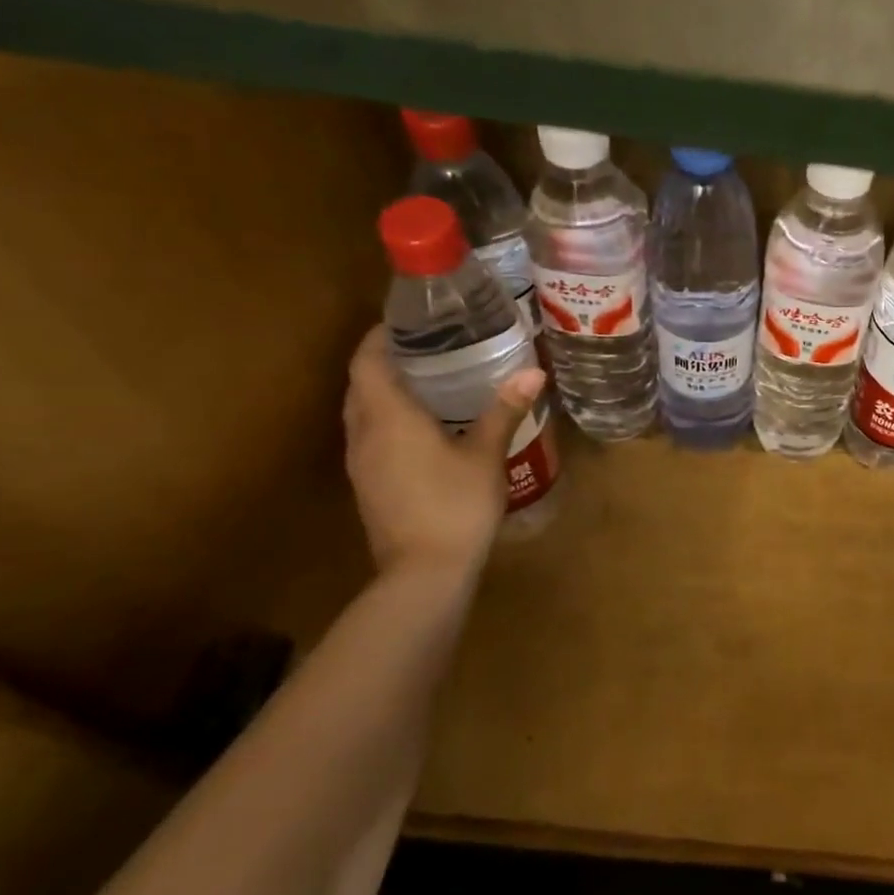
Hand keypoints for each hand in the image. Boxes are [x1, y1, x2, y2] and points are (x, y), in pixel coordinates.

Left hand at [343, 325, 546, 577]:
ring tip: (425, 381)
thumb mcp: (486, 455)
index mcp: (388, 417)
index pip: (368, 361)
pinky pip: (369, 436)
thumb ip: (504, 410)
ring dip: (382, 391)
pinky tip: (421, 427)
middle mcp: (364, 433)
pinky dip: (386, 419)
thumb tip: (533, 372)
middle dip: (383, 360)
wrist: (424, 573)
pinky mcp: (367, 485)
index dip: (380, 336)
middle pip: (360, 384)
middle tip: (425, 347)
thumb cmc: (456, 506)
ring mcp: (361, 462)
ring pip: (361, 412)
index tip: (407, 321)